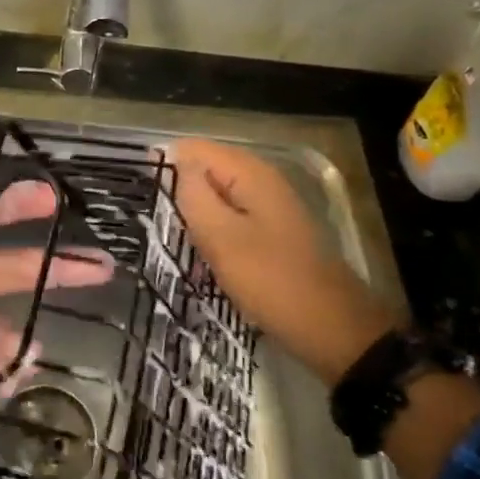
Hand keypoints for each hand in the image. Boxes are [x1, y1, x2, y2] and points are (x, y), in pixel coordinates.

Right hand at [168, 139, 400, 383]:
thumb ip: (193, 193)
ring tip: (178, 245)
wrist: (333, 330)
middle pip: (204, 170)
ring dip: (196, 217)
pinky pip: (231, 218)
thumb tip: (175, 160)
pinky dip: (215, 233)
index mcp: (249, 172)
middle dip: (180, 194)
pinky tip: (206, 258)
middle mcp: (261, 178)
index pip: (191, 149)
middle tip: (162, 229)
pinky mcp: (272, 230)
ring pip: (216, 197)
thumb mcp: (221, 237)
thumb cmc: (271, 281)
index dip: (165, 170)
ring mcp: (269, 205)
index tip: (146, 202)